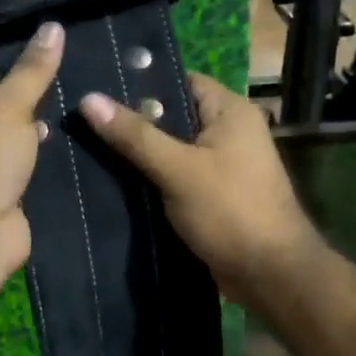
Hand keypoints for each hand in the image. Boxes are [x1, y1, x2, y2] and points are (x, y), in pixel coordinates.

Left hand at [0, 22, 63, 284]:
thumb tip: (53, 26)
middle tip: (83, 73)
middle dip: (38, 93)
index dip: (16, 55)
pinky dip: (48, 158)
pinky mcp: (3, 188)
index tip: (56, 45)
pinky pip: (29, 164)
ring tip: (89, 105)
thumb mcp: (10, 105)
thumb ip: (33, 69)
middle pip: (4, 100)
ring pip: (19, 135)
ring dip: (45, 128)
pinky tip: (83, 143)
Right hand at [79, 74, 318, 306]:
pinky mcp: (214, 195)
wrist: (269, 275)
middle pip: (173, 116)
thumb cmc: (229, 211)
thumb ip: (134, 135)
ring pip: (172, 149)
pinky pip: (176, 176)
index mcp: (230, 111)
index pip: (179, 81)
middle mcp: (230, 131)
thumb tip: (88, 99)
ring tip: (89, 148)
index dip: (140, 84)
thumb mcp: (178, 169)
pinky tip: (115, 182)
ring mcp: (223, 165)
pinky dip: (152, 179)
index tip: (98, 90)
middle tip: (85, 122)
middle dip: (133, 122)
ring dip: (140, 154)